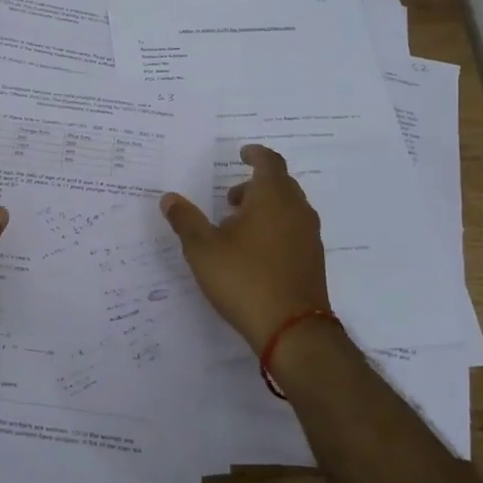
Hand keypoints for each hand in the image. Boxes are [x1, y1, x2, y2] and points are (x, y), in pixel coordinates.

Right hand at [160, 144, 330, 356]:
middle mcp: (297, 210)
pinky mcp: (313, 260)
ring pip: (288, 209)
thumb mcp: (203, 249)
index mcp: (273, 197)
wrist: (292, 329)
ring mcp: (309, 236)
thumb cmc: (244, 279)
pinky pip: (294, 230)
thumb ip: (185, 220)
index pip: (269, 162)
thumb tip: (169, 198)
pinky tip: (254, 253)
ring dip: (265, 209)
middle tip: (230, 199)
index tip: (242, 153)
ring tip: (237, 228)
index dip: (255, 154)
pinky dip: (275, 228)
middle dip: (255, 185)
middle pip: (280, 184)